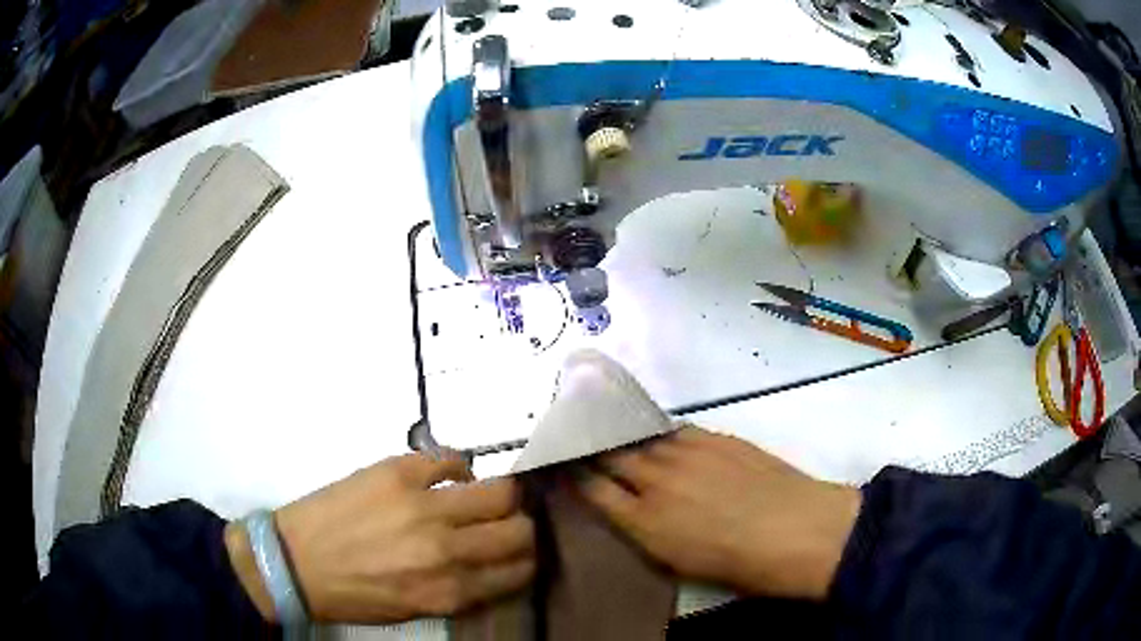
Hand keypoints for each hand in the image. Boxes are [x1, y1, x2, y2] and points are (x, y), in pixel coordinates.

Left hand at [226, 454, 534, 622]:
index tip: (521, 554)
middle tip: (505, 526)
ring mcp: (422, 506)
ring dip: (501, 497)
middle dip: (521, 529)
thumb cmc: (355, 595)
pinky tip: (451, 477)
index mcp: (450, 590)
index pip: (519, 571)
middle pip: (519, 530)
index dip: (526, 561)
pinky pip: (451, 459)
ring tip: (484, 499)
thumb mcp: (416, 611)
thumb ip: (460, 592)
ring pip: (499, 492)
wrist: (296, 562)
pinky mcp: (397, 472)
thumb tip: (493, 569)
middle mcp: (446, 549)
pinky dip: (459, 467)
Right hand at [579, 427, 859, 599]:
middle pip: (611, 455)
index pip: (593, 490)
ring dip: (624, 435)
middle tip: (580, 439)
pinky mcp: (715, 437)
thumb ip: (646, 532)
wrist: (796, 530)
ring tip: (613, 429)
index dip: (574, 475)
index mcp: (644, 521)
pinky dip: (661, 434)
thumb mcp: (678, 563)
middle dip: (591, 447)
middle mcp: (657, 481)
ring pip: (642, 438)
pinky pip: (675, 430)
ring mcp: (687, 453)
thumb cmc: (738, 564)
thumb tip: (632, 511)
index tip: (562, 465)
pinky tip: (660, 435)